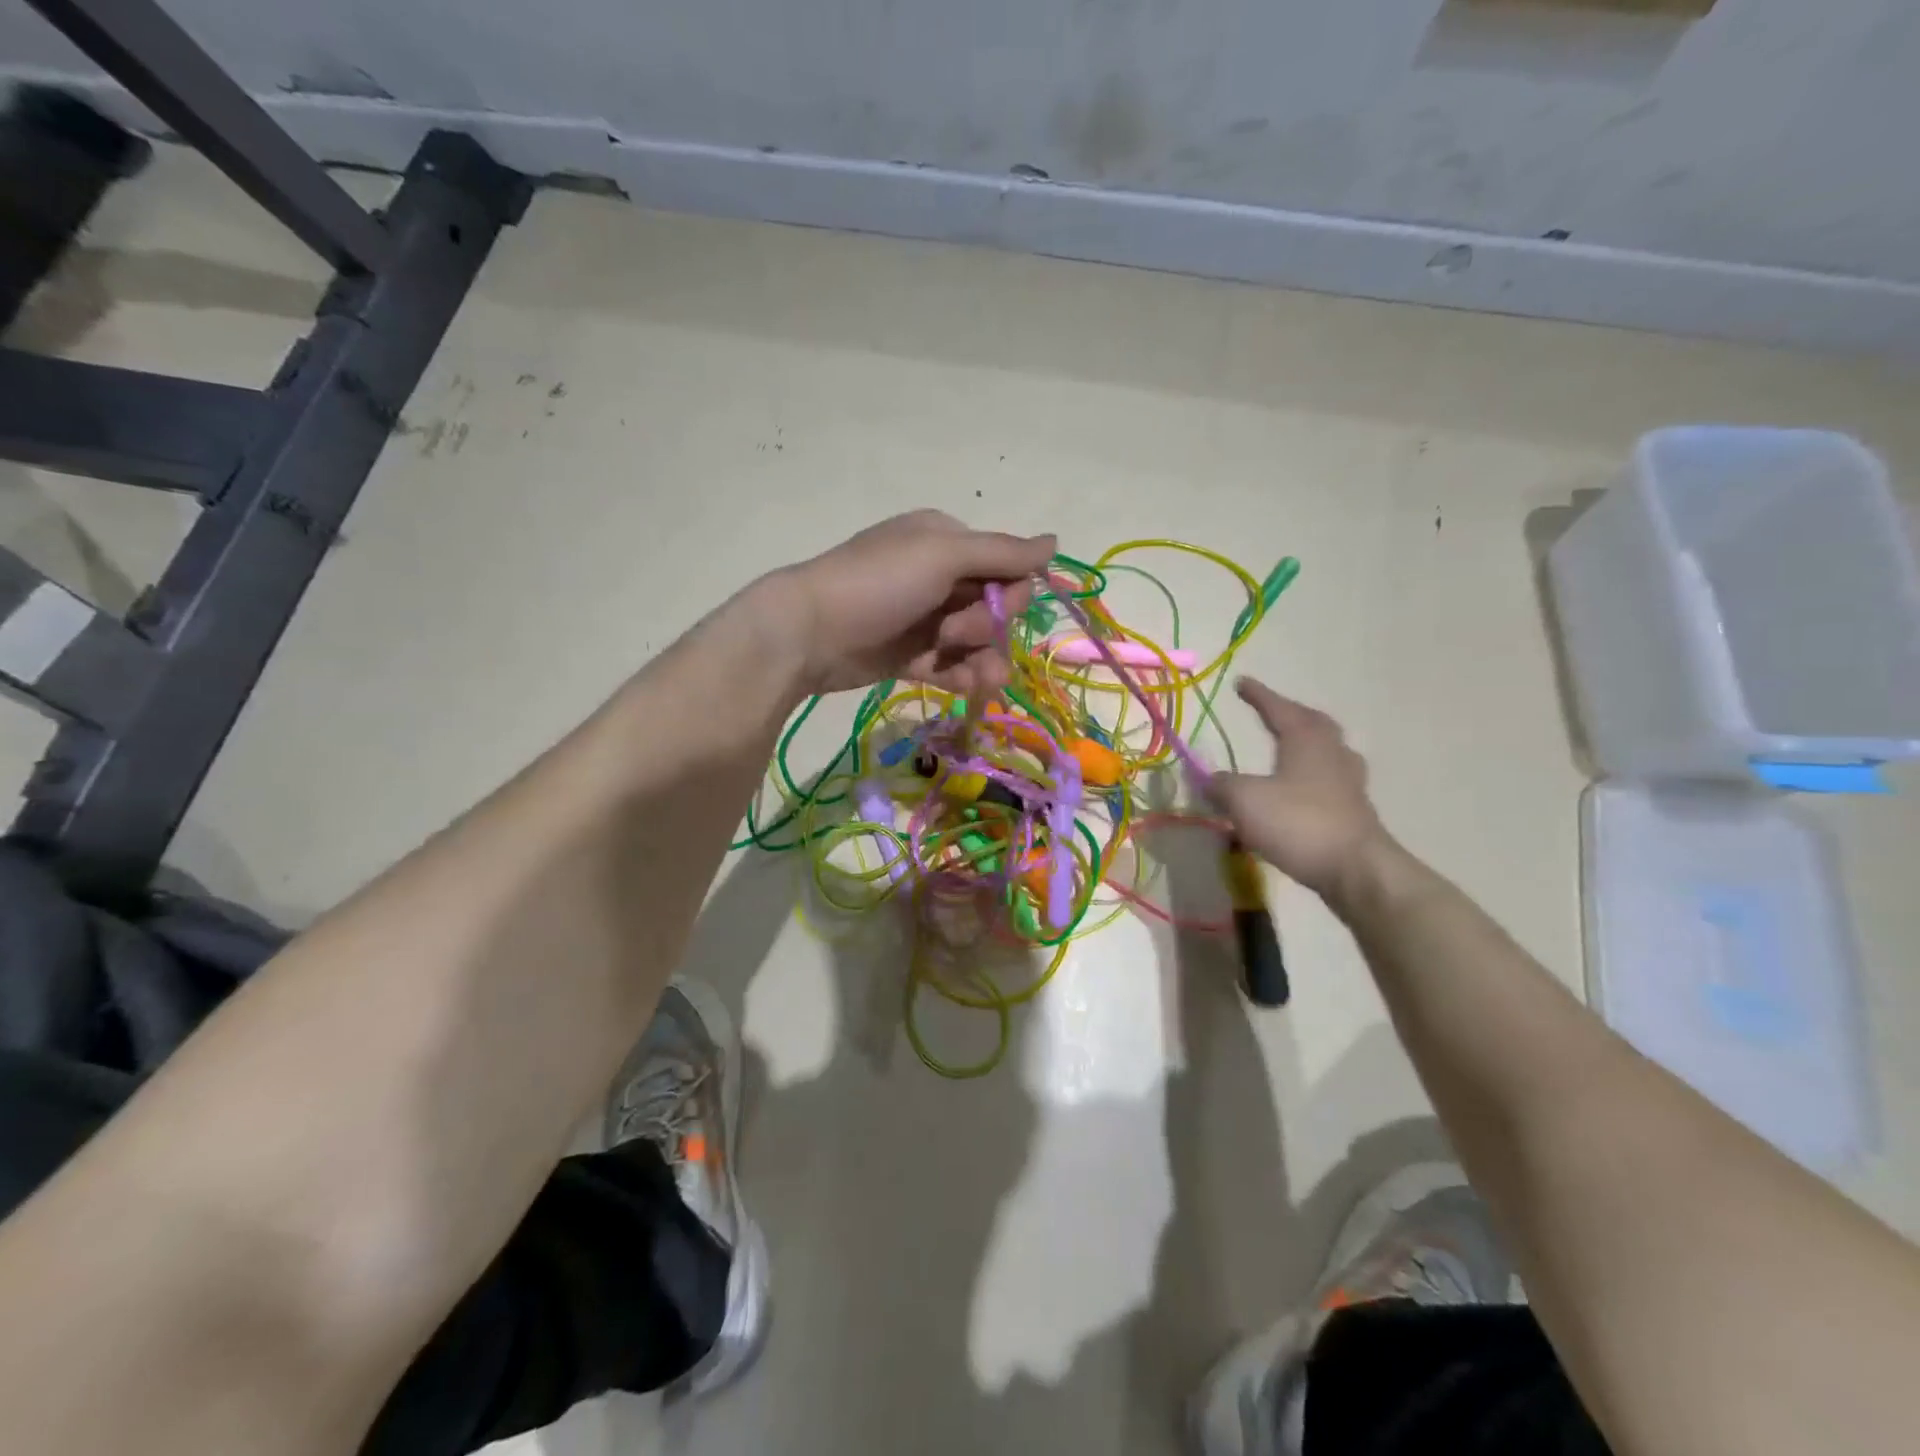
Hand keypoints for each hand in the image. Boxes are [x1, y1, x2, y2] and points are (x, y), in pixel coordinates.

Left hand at [773, 510, 1056, 696]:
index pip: (1005, 567)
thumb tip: (1056, 542)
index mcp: (947, 541)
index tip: (995, 607)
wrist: (810, 634)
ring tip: (980, 681)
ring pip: (975, 642)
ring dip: (983, 660)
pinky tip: (962, 687)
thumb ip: (1002, 552)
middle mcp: (938, 576)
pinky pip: (950, 665)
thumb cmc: (878, 584)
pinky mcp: (910, 655)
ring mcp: (924, 618)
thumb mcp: (941, 555)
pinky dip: (960, 675)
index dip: (1010, 593)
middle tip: (954, 633)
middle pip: (993, 607)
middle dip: (986, 627)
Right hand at [1207, 678, 1390, 899]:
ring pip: (1328, 751)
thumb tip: (1207, 779)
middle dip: (1291, 714)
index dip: (1258, 695)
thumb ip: (1221, 785)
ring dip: (1307, 745)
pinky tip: (1300, 791)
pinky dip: (1311, 777)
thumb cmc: (1297, 823)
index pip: (1279, 708)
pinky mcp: (1354, 811)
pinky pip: (1330, 781)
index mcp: (1306, 740)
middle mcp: (1332, 753)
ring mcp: (1349, 783)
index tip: (1242, 682)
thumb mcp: (1244, 800)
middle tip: (1272, 713)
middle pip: (1314, 723)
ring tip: (1289, 749)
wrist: (1355, 870)